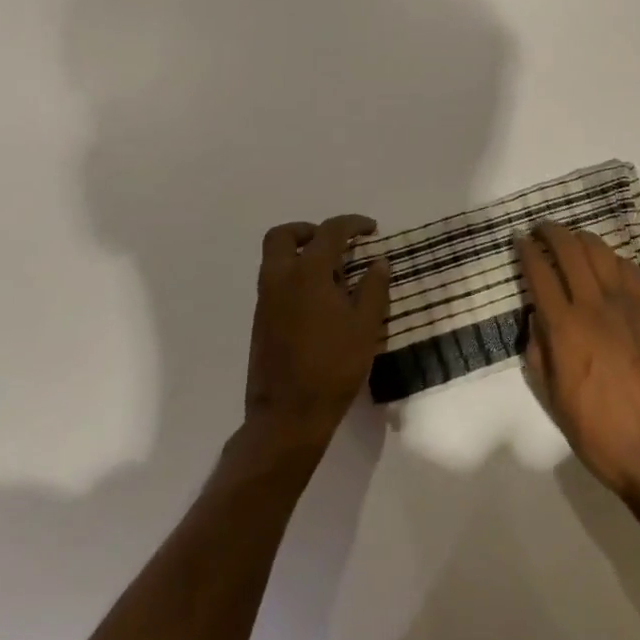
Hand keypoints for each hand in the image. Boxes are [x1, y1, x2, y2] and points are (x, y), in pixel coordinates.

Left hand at [244, 215, 390, 451]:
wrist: (288, 416)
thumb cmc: (333, 366)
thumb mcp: (366, 326)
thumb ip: (373, 288)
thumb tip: (378, 262)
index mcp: (308, 273)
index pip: (329, 232)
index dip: (352, 224)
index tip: (371, 229)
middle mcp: (280, 279)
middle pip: (283, 235)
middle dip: (309, 230)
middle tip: (335, 243)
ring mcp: (265, 301)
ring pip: (274, 258)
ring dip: (300, 253)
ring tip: (332, 273)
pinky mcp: (260, 322)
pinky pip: (274, 282)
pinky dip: (294, 276)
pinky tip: (319, 300)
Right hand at [519, 222, 639, 506]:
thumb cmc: (601, 434)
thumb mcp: (555, 400)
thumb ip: (541, 352)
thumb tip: (537, 319)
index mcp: (566, 330)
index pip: (540, 274)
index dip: (527, 252)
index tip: (520, 241)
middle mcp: (595, 306)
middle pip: (570, 250)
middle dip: (551, 233)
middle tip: (542, 229)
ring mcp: (629, 304)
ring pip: (601, 252)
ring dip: (581, 238)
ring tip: (571, 239)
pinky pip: (630, 270)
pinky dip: (612, 258)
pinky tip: (606, 263)